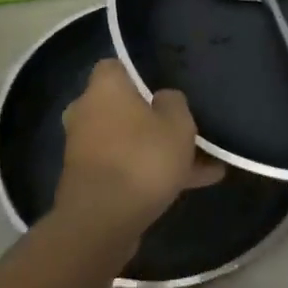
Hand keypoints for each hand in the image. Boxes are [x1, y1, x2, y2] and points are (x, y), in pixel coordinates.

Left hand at [57, 60, 222, 241]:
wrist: (102, 221)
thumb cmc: (141, 158)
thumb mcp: (177, 123)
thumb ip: (174, 102)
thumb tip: (163, 98)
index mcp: (103, 88)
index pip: (115, 66)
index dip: (139, 74)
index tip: (164, 85)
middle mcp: (86, 113)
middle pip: (123, 107)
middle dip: (152, 117)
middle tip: (184, 127)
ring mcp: (84, 150)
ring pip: (129, 142)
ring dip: (157, 150)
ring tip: (203, 163)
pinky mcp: (89, 182)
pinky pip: (126, 168)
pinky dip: (151, 174)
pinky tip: (192, 185)